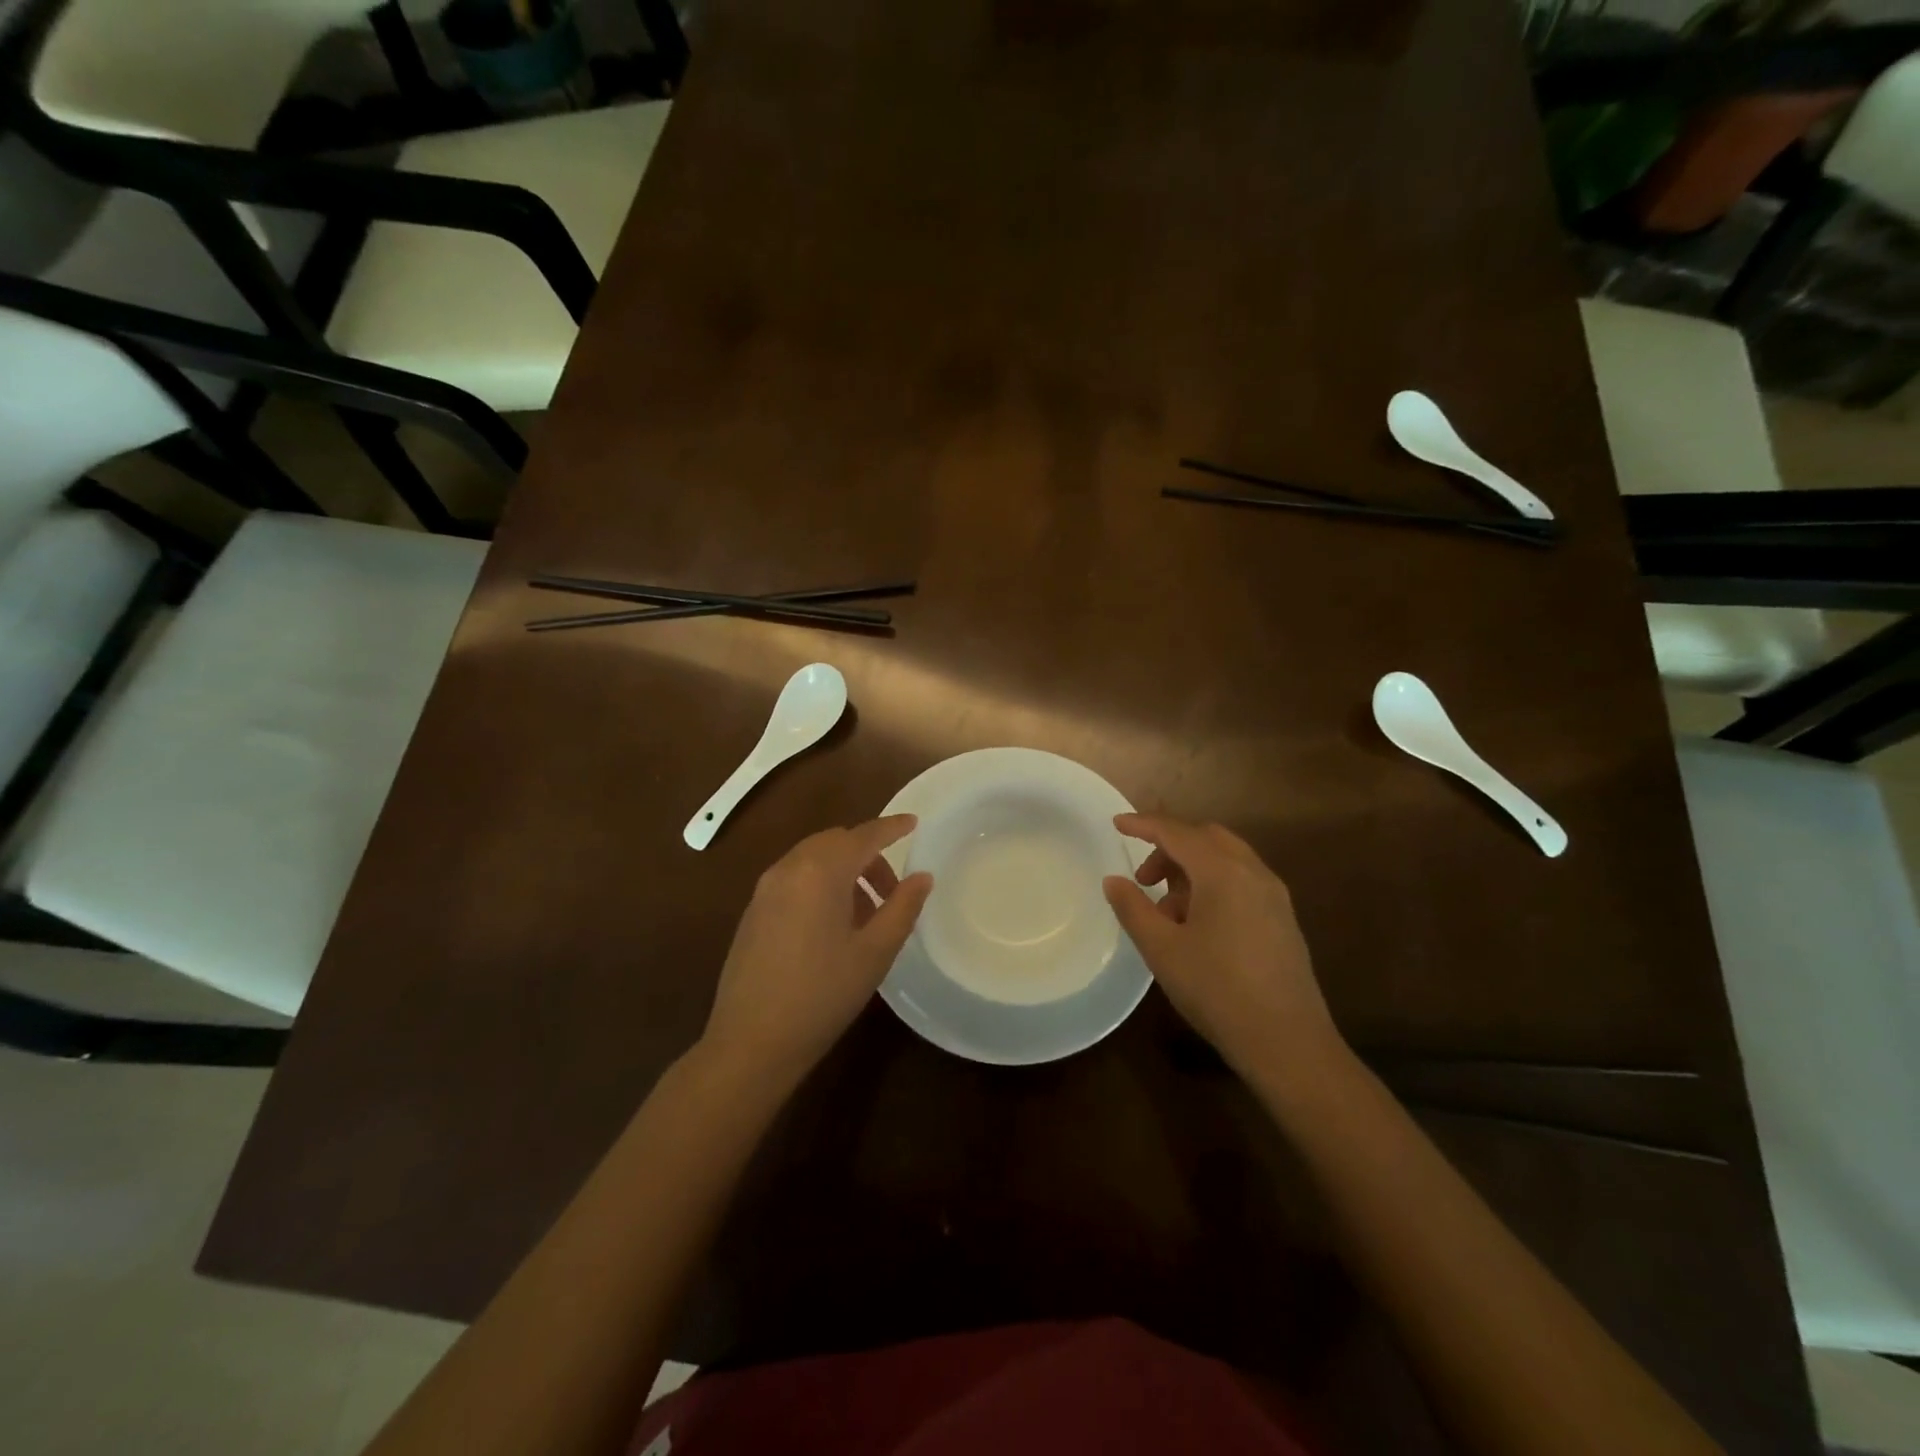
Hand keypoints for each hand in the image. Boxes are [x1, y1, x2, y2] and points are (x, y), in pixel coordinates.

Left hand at [701, 816, 932, 1087]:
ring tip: (867, 913)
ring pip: (813, 859)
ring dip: (844, 871)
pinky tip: (833, 926)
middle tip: (893, 890)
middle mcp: (788, 868)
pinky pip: (794, 878)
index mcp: (820, 871)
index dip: (891, 827)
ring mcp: (765, 889)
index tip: (914, 823)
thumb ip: (902, 907)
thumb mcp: (875, 952)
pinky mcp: (753, 911)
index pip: (863, 835)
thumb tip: (922, 877)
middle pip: (835, 842)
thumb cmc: (823, 995)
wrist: (751, 1042)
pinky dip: (820, 884)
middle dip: (868, 855)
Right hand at [1103, 814, 1343, 1082]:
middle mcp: (1253, 872)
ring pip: (1226, 859)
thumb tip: (1114, 881)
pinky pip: (1241, 881)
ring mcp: (1274, 895)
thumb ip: (1133, 908)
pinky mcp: (1282, 918)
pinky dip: (1213, 885)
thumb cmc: (1217, 990)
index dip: (1144, 824)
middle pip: (1206, 838)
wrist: (1287, 1042)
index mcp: (1223, 872)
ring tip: (1167, 911)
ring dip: (1191, 869)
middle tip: (1144, 879)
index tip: (1117, 824)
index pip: (1177, 833)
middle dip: (1169, 848)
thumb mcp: (1162, 949)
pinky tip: (1198, 926)